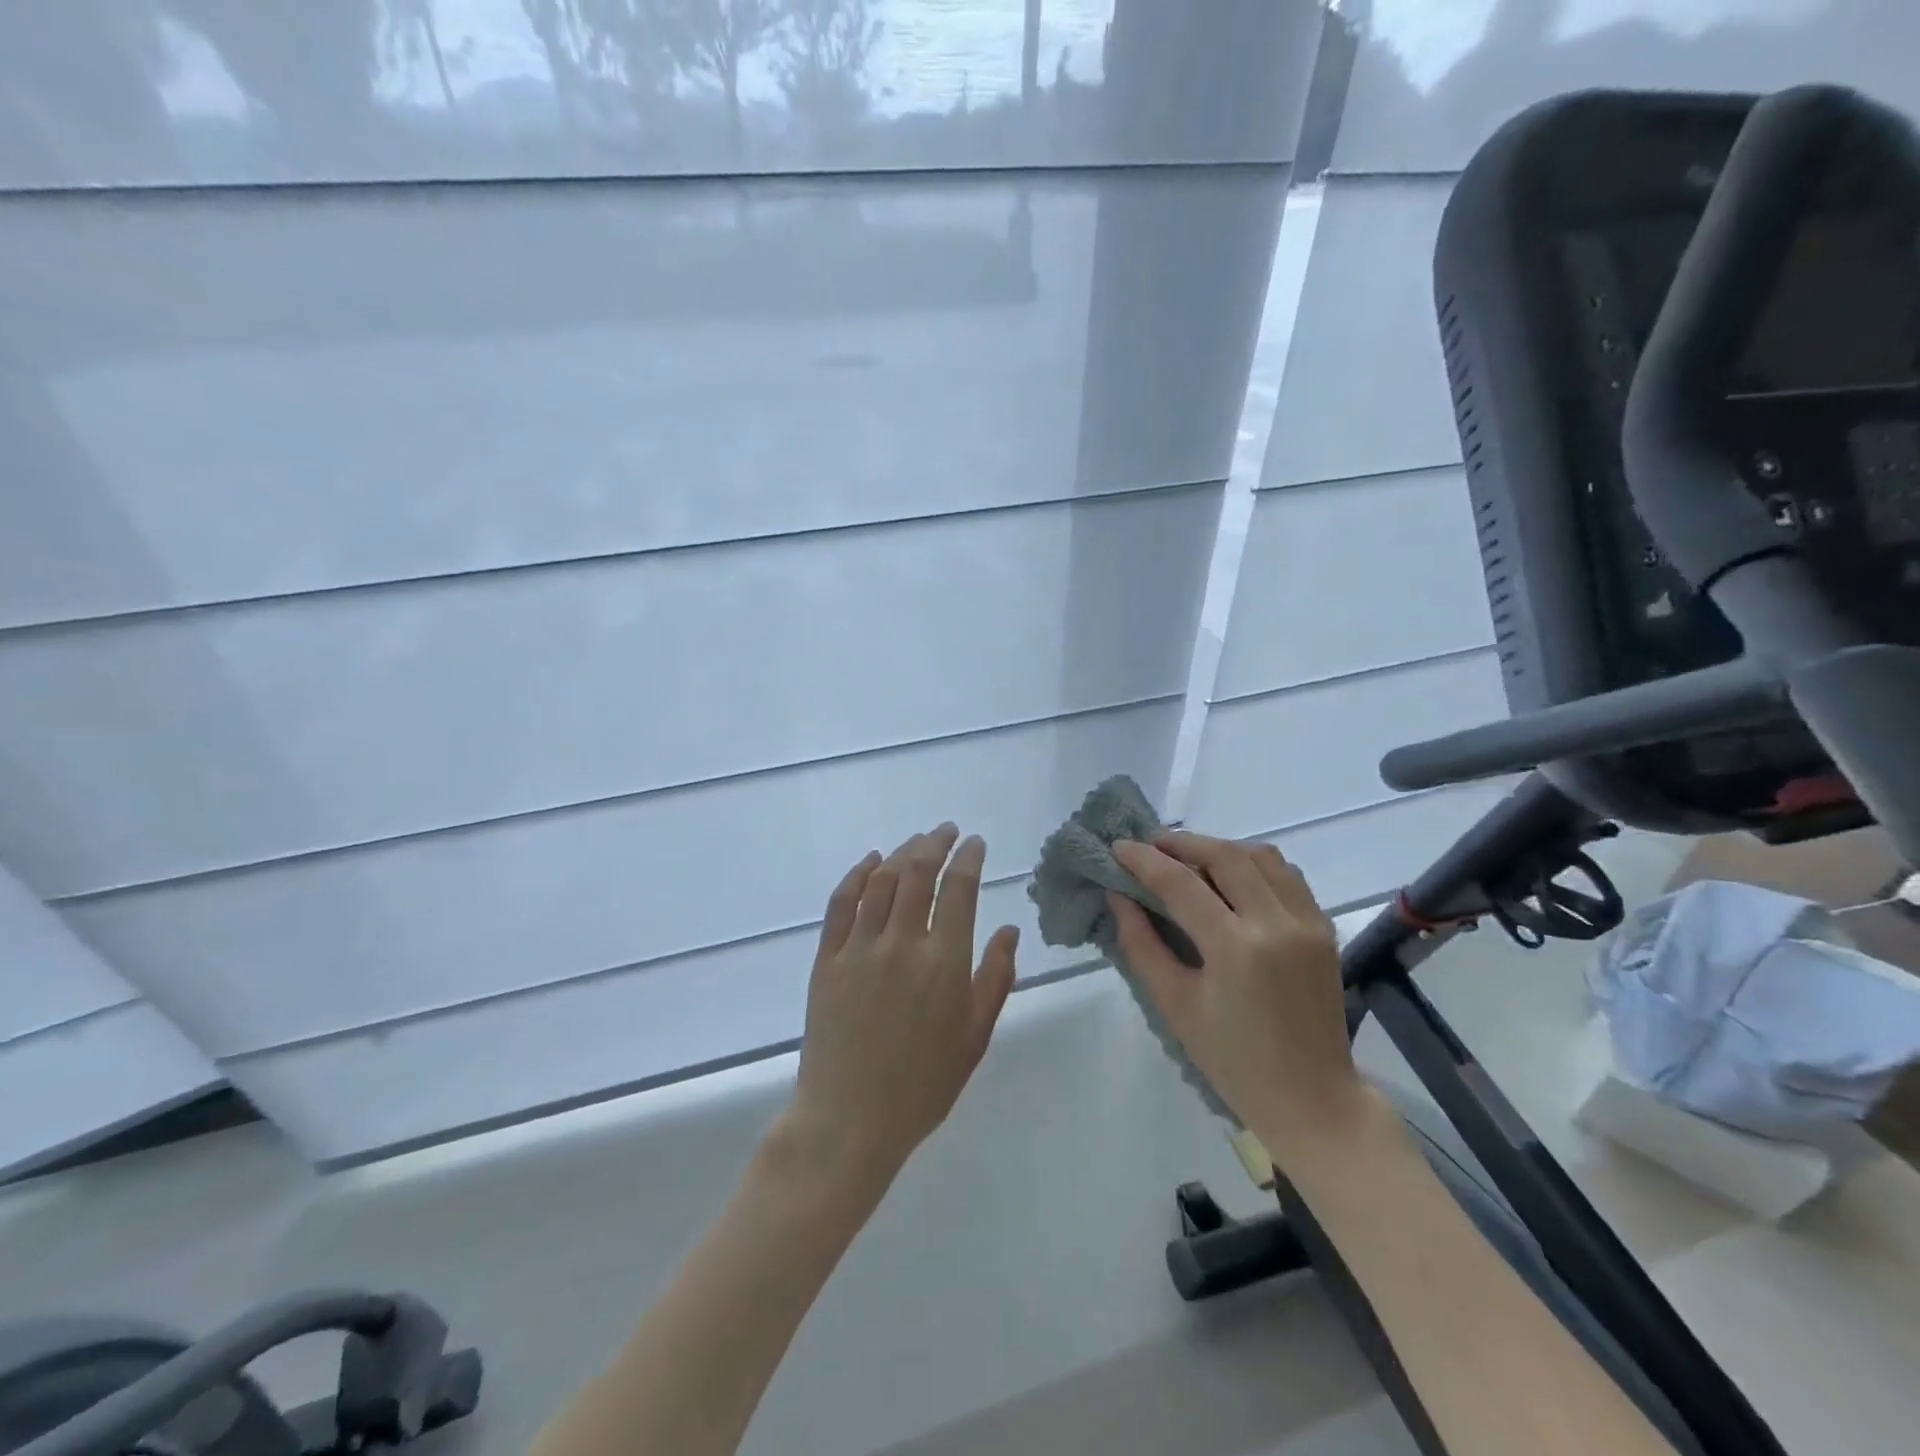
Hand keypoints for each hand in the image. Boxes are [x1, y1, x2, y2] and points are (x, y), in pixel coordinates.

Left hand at [788, 824, 1019, 1184]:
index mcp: (944, 963)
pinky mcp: (827, 958)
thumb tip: (1010, 929)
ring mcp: (859, 948)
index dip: (968, 858)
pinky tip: (870, 862)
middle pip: (918, 872)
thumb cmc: (922, 1086)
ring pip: (881, 880)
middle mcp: (902, 944)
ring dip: (901, 852)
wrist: (848, 1120)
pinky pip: (841, 903)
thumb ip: (995, 978)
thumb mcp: (974, 1038)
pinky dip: (857, 875)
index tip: (975, 843)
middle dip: (936, 843)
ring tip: (916, 842)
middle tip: (947, 831)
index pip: (959, 889)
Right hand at [1109, 832, 1362, 1159]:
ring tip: (1188, 858)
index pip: (1181, 883)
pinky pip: (1287, 875)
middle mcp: (1277, 923)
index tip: (1118, 846)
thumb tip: (1117, 896)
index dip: (1144, 859)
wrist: (1312, 1099)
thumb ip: (1141, 944)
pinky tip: (1231, 878)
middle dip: (1182, 842)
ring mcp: (1308, 923)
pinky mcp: (1324, 928)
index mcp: (1236, 948)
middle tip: (1150, 845)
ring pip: (1262, 856)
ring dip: (1220, 848)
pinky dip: (1254, 865)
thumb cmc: (1232, 1060)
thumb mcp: (1174, 1005)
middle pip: (1225, 855)